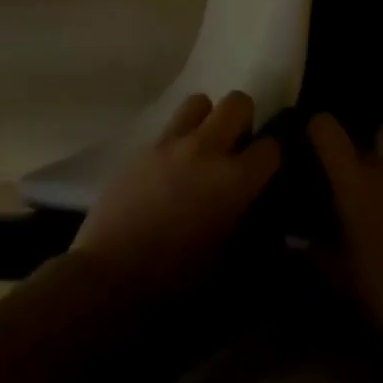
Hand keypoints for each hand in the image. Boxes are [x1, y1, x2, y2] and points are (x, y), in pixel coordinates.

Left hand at [72, 92, 281, 294]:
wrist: (111, 278)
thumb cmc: (176, 281)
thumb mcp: (227, 260)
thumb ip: (248, 225)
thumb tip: (256, 210)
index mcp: (234, 180)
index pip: (271, 147)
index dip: (271, 158)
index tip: (264, 173)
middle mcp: (207, 149)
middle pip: (238, 102)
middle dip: (243, 121)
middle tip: (235, 149)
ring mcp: (172, 143)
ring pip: (200, 101)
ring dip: (207, 120)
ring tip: (201, 148)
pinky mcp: (143, 147)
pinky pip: (169, 127)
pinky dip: (178, 139)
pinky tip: (170, 168)